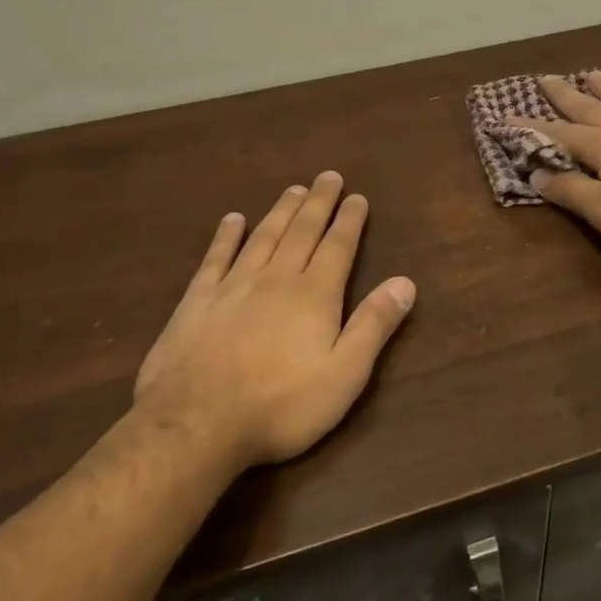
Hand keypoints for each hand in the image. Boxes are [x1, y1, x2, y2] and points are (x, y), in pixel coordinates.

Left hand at [133, 171, 416, 467]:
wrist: (195, 425)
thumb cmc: (281, 405)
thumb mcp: (344, 374)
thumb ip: (374, 325)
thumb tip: (406, 282)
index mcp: (314, 295)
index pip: (338, 247)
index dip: (349, 221)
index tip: (357, 197)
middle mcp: (276, 279)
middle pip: (301, 232)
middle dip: (318, 203)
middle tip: (328, 176)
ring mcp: (233, 286)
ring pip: (263, 237)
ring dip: (281, 211)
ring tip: (294, 190)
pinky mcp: (197, 301)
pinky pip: (215, 258)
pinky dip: (226, 236)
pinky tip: (232, 219)